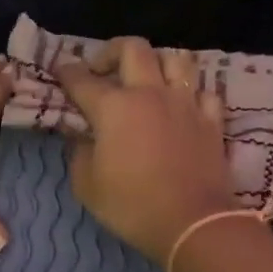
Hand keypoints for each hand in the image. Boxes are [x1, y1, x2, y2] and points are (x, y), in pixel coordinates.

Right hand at [56, 36, 238, 264]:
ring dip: (157, 63)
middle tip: (103, 70)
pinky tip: (182, 107)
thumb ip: (78, 153)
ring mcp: (185, 104)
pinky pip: (203, 91)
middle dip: (111, 51)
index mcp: (113, 107)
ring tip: (148, 81)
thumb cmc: (132, 206)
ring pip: (176, 59)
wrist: (193, 223)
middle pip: (133, 48)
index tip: (60, 70)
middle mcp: (150, 93)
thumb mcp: (87, 186)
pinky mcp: (211, 120)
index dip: (67, 71)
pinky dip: (190, 94)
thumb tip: (81, 137)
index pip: (82, 79)